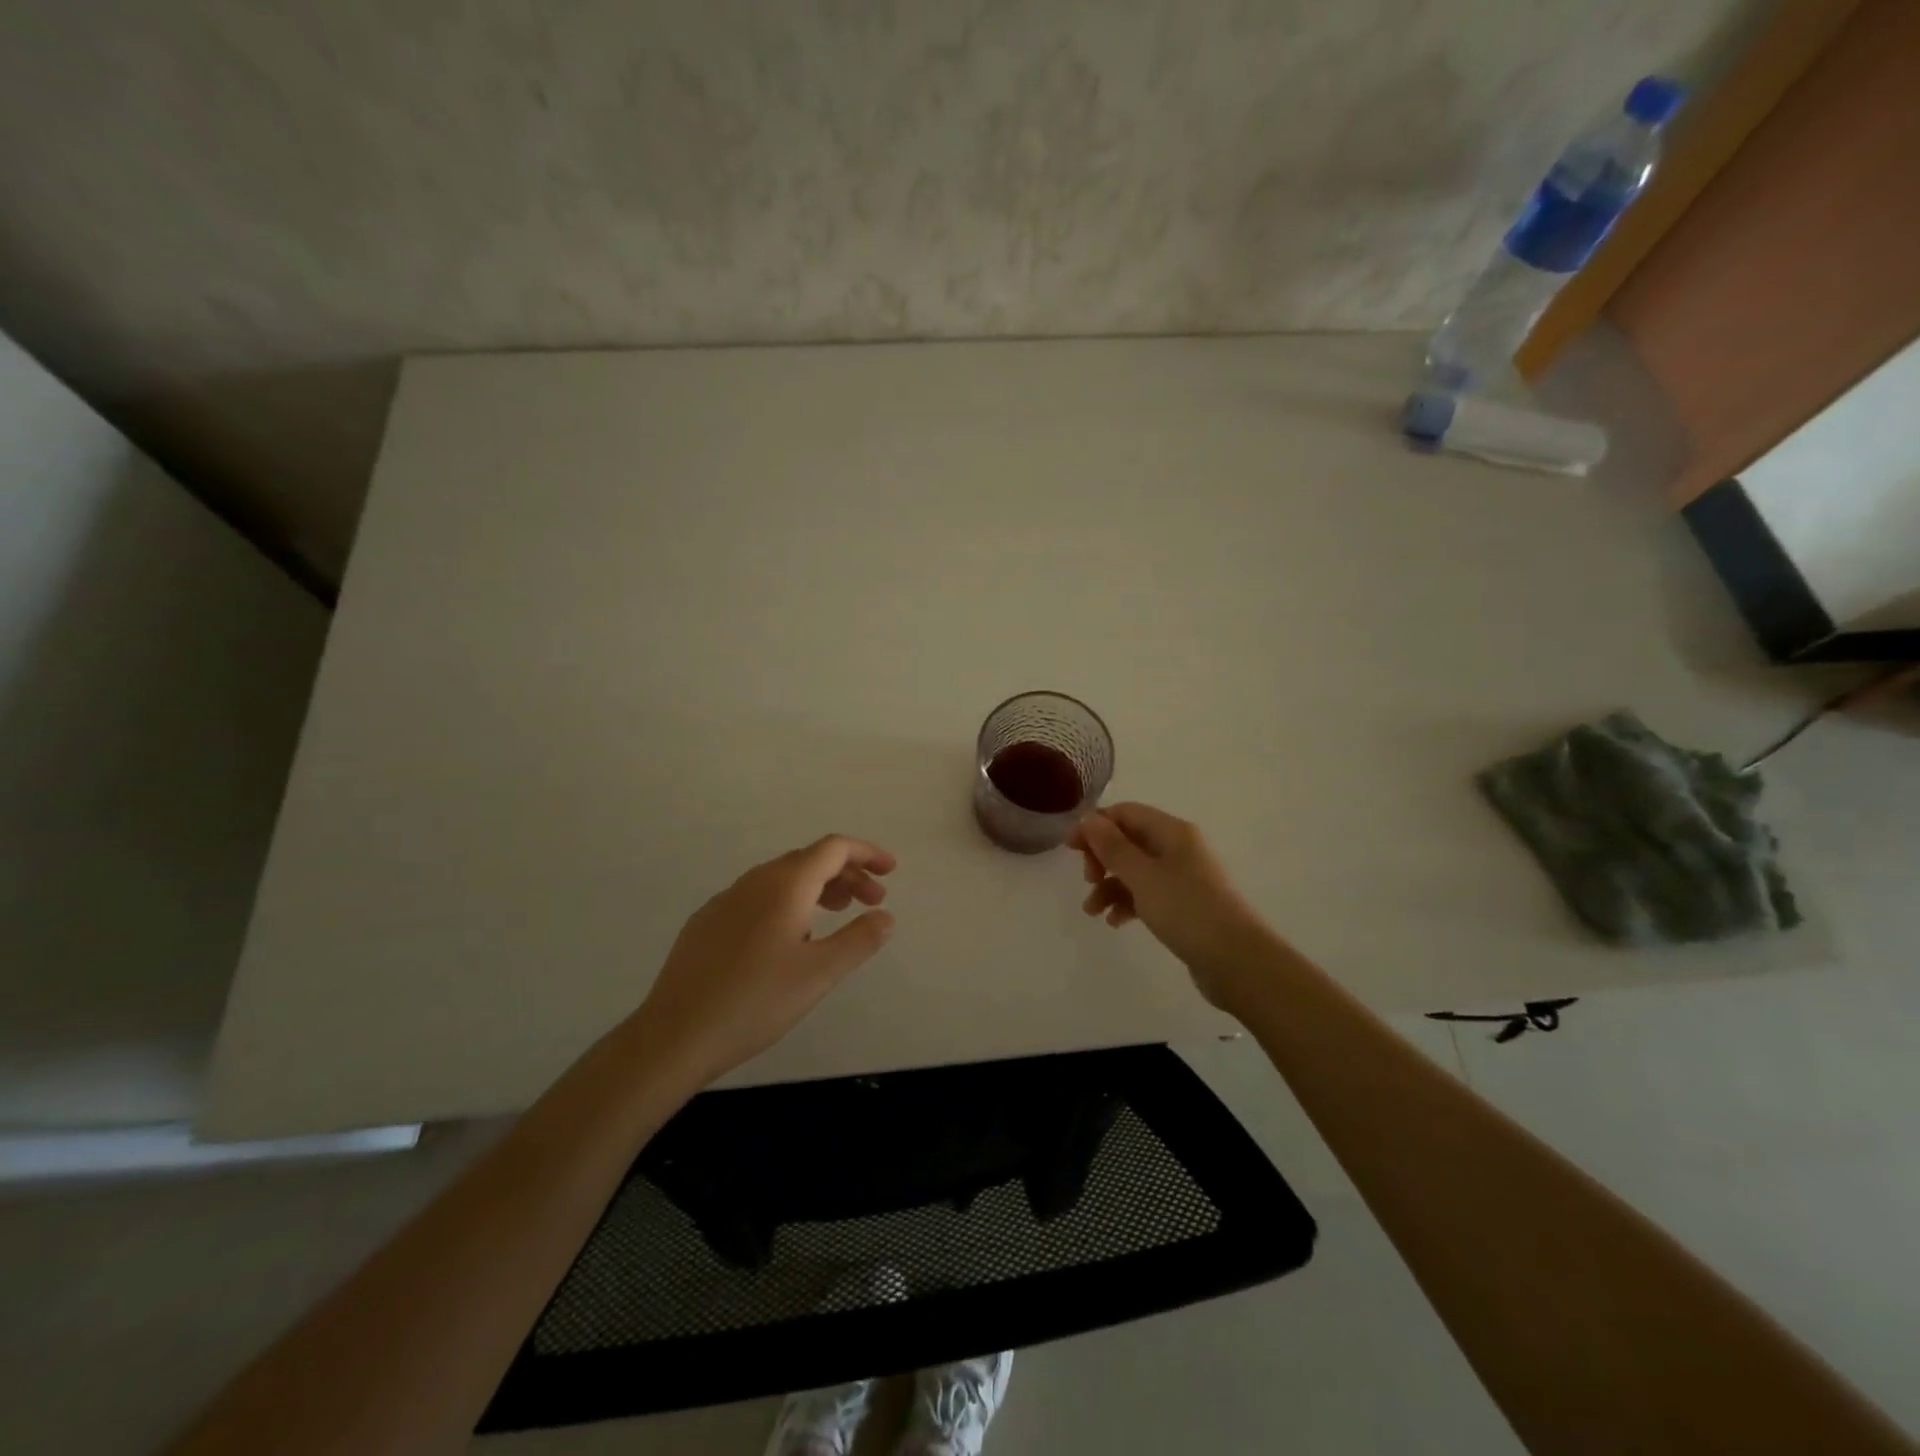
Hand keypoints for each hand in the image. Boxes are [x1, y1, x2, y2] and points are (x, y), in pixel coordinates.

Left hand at [630, 835, 895, 1085]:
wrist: (675, 1034)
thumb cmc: (755, 1001)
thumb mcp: (820, 974)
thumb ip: (859, 940)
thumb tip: (885, 916)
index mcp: (785, 884)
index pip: (834, 848)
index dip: (866, 853)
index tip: (891, 871)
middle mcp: (755, 881)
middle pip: (810, 860)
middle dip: (847, 874)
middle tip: (872, 901)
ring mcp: (727, 900)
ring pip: (783, 878)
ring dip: (818, 888)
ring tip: (837, 915)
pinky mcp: (708, 922)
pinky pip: (759, 897)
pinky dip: (788, 902)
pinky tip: (789, 938)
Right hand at [1069, 803, 1274, 1013]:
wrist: (1237, 961)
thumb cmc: (1187, 910)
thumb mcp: (1142, 876)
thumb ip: (1113, 847)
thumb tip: (1089, 819)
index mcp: (1172, 831)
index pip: (1126, 813)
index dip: (1095, 826)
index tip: (1070, 849)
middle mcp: (1178, 848)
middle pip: (1129, 840)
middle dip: (1102, 858)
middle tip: (1087, 879)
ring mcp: (1183, 877)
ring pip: (1135, 870)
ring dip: (1110, 885)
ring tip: (1093, 911)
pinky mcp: (1184, 905)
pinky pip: (1147, 894)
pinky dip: (1127, 903)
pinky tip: (1116, 922)